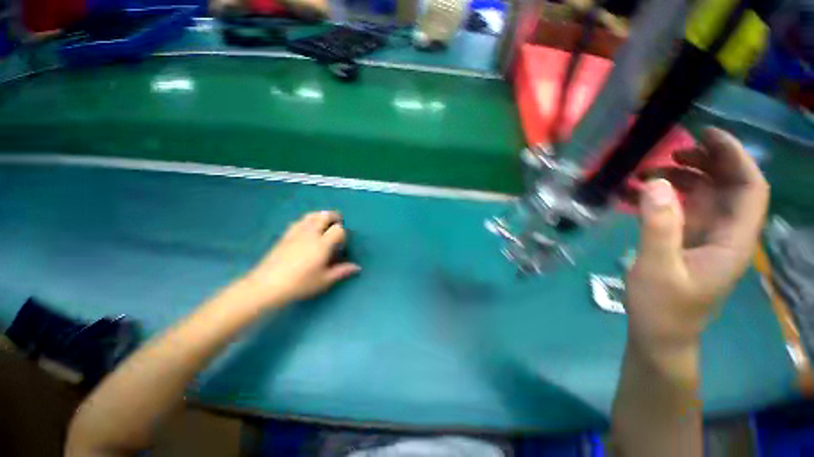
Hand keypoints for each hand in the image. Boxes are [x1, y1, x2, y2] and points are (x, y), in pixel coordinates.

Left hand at [241, 211, 360, 307]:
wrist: (267, 285)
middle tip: (338, 223)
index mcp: (322, 244)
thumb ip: (342, 271)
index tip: (343, 242)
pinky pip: (299, 221)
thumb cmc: (299, 284)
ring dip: (320, 215)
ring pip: (311, 216)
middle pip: (324, 216)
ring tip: (325, 221)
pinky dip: (307, 220)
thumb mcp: (324, 280)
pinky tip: (307, 227)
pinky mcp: (285, 235)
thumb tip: (357, 267)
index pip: (338, 230)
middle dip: (333, 217)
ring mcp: (296, 233)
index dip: (343, 233)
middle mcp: (311, 234)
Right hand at [626, 128, 768, 373]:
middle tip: (669, 153)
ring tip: (646, 173)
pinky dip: (662, 196)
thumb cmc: (663, 308)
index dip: (735, 158)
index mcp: (732, 241)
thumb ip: (659, 227)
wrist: (658, 334)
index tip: (706, 135)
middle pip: (727, 186)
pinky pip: (680, 209)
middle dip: (704, 163)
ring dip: (679, 178)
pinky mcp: (685, 241)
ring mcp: (705, 237)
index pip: (749, 189)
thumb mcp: (658, 269)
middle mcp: (725, 233)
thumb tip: (656, 183)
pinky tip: (638, 194)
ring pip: (703, 195)